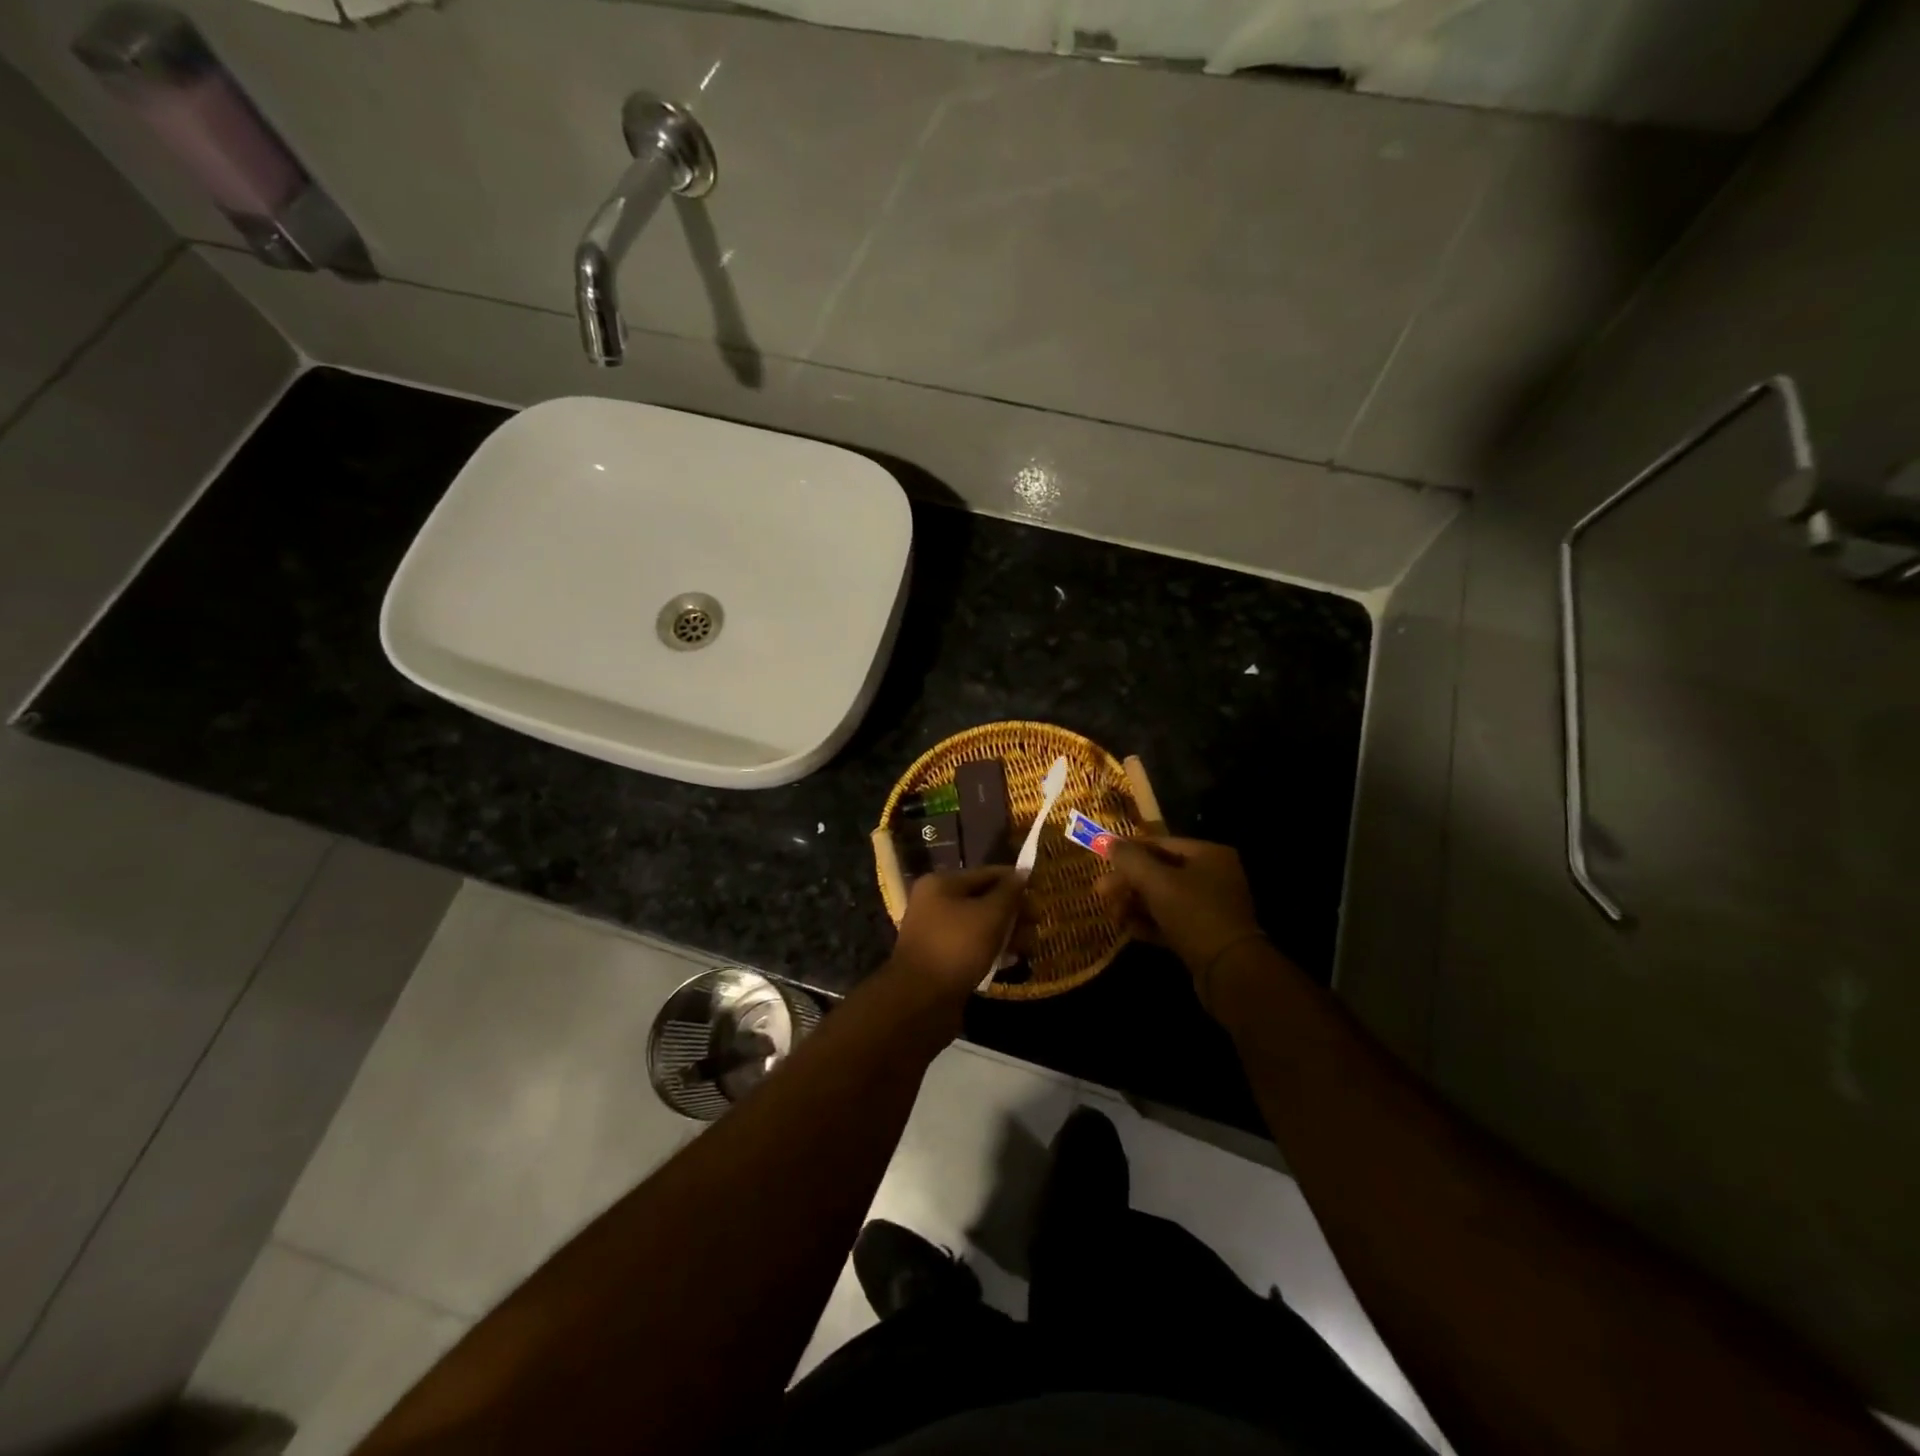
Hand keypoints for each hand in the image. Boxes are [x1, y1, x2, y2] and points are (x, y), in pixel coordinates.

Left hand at [887, 868, 1024, 1004]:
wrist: (921, 1000)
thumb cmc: (957, 947)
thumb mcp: (990, 915)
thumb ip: (1009, 893)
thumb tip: (1023, 873)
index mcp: (941, 883)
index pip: (987, 874)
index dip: (1015, 882)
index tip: (1041, 894)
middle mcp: (935, 902)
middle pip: (983, 899)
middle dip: (1013, 912)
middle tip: (1036, 926)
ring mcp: (936, 931)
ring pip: (979, 925)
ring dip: (1005, 933)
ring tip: (1029, 947)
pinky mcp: (941, 958)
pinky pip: (971, 946)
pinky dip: (991, 949)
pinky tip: (1010, 960)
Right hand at [1097, 837, 1263, 980]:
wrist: (1229, 971)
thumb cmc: (1194, 914)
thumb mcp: (1157, 882)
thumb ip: (1130, 859)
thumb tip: (1108, 841)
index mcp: (1209, 855)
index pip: (1161, 843)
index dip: (1129, 850)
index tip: (1102, 859)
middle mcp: (1213, 877)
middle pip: (1160, 872)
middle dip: (1129, 883)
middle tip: (1100, 893)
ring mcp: (1210, 908)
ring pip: (1163, 899)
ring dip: (1135, 905)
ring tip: (1112, 915)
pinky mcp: (1204, 936)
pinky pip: (1171, 922)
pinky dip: (1149, 923)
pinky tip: (1128, 929)